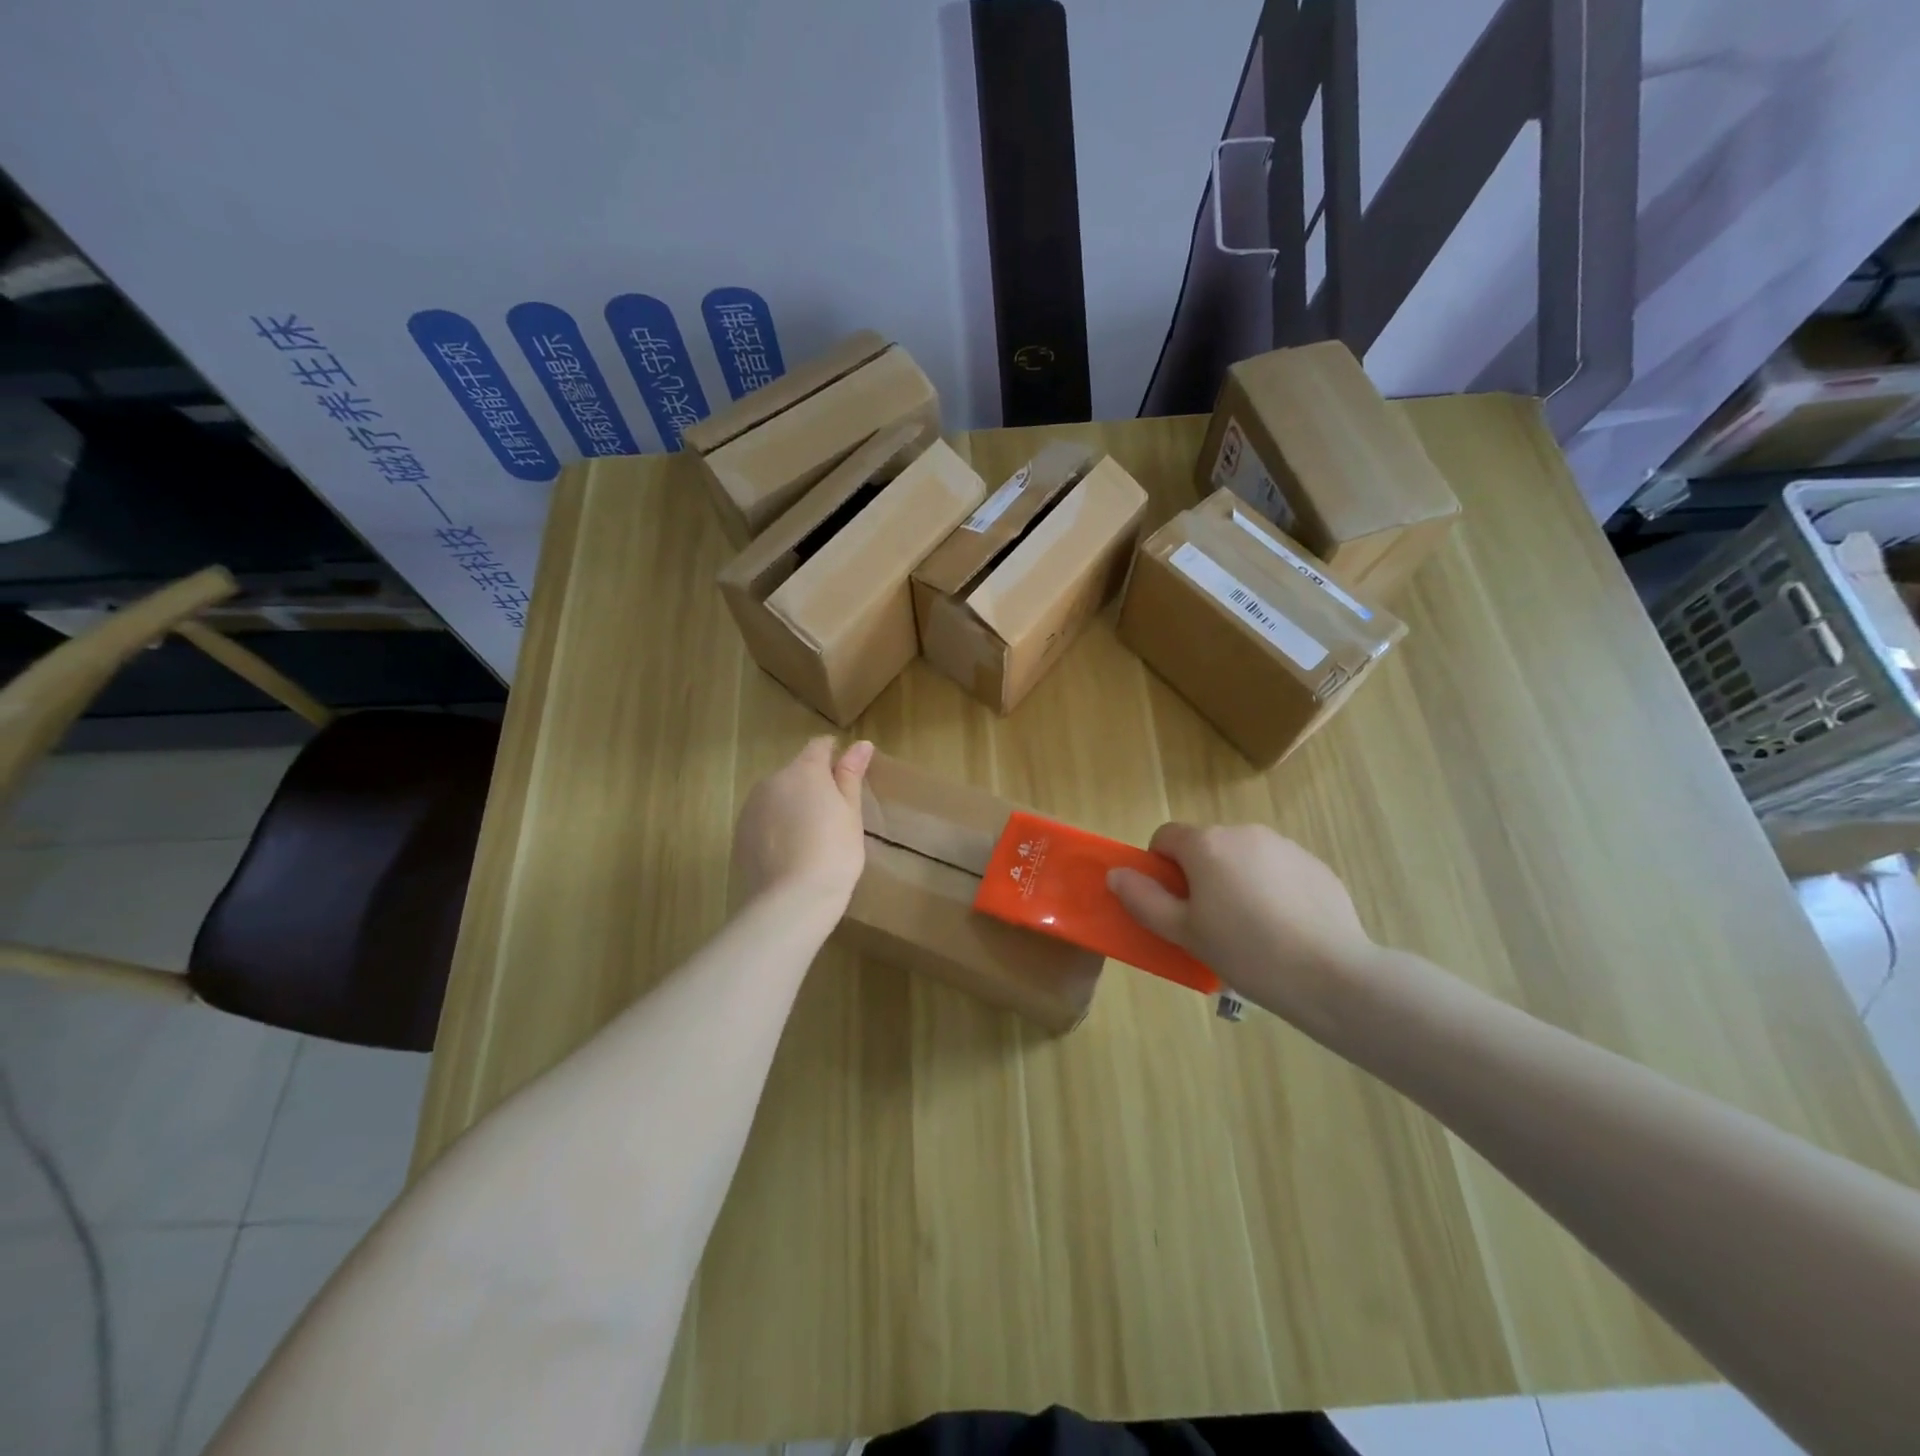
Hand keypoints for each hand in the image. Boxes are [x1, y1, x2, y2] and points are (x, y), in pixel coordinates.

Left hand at [731, 737, 872, 909]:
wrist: (792, 899)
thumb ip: (851, 775)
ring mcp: (752, 807)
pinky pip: (763, 820)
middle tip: (832, 817)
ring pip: (777, 797)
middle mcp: (773, 780)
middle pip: (796, 773)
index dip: (834, 755)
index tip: (846, 776)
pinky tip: (790, 853)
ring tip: (810, 839)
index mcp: (804, 771)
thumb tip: (861, 743)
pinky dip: (776, 828)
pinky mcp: (740, 833)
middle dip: (812, 786)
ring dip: (792, 806)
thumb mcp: (851, 813)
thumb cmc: (834, 852)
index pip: (819, 746)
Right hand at [1107, 823, 1376, 1030]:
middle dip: (1200, 875)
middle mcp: (1244, 833)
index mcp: (1207, 845)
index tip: (1173, 904)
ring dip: (1235, 880)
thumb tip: (1117, 874)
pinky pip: (1278, 869)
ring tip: (1251, 929)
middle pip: (1206, 846)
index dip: (1160, 867)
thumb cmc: (1246, 951)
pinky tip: (1284, 928)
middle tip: (1209, 923)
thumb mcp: (1183, 932)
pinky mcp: (1315, 865)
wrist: (1330, 973)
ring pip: (1243, 857)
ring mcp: (1284, 846)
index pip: (1166, 836)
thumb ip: (1143, 899)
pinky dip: (1271, 889)